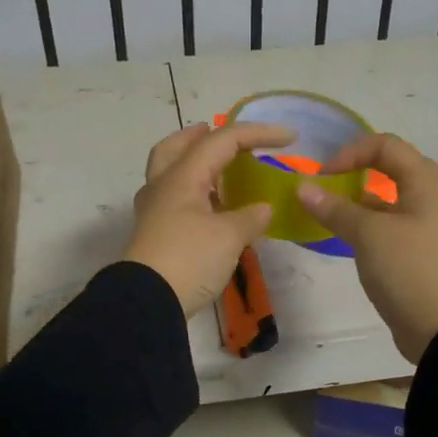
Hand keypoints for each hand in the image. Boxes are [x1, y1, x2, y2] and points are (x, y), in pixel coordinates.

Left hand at [123, 122, 293, 316]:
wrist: (148, 302)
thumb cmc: (189, 259)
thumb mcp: (229, 237)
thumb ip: (250, 218)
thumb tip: (262, 209)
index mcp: (182, 177)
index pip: (221, 140)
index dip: (257, 133)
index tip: (289, 137)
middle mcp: (162, 187)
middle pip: (175, 147)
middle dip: (198, 136)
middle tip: (219, 133)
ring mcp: (154, 212)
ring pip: (170, 174)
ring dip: (192, 164)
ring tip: (218, 172)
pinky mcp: (154, 236)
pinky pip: (173, 200)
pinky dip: (193, 193)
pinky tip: (210, 208)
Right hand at [297, 133, 437, 362]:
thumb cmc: (409, 270)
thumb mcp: (368, 235)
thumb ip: (334, 208)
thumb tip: (302, 188)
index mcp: (425, 181)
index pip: (385, 145)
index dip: (351, 152)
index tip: (323, 176)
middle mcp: (429, 196)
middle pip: (387, 168)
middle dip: (352, 172)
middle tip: (323, 188)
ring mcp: (424, 225)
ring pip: (385, 199)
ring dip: (355, 201)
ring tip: (323, 214)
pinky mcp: (416, 250)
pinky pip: (386, 225)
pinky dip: (363, 225)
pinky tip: (341, 237)